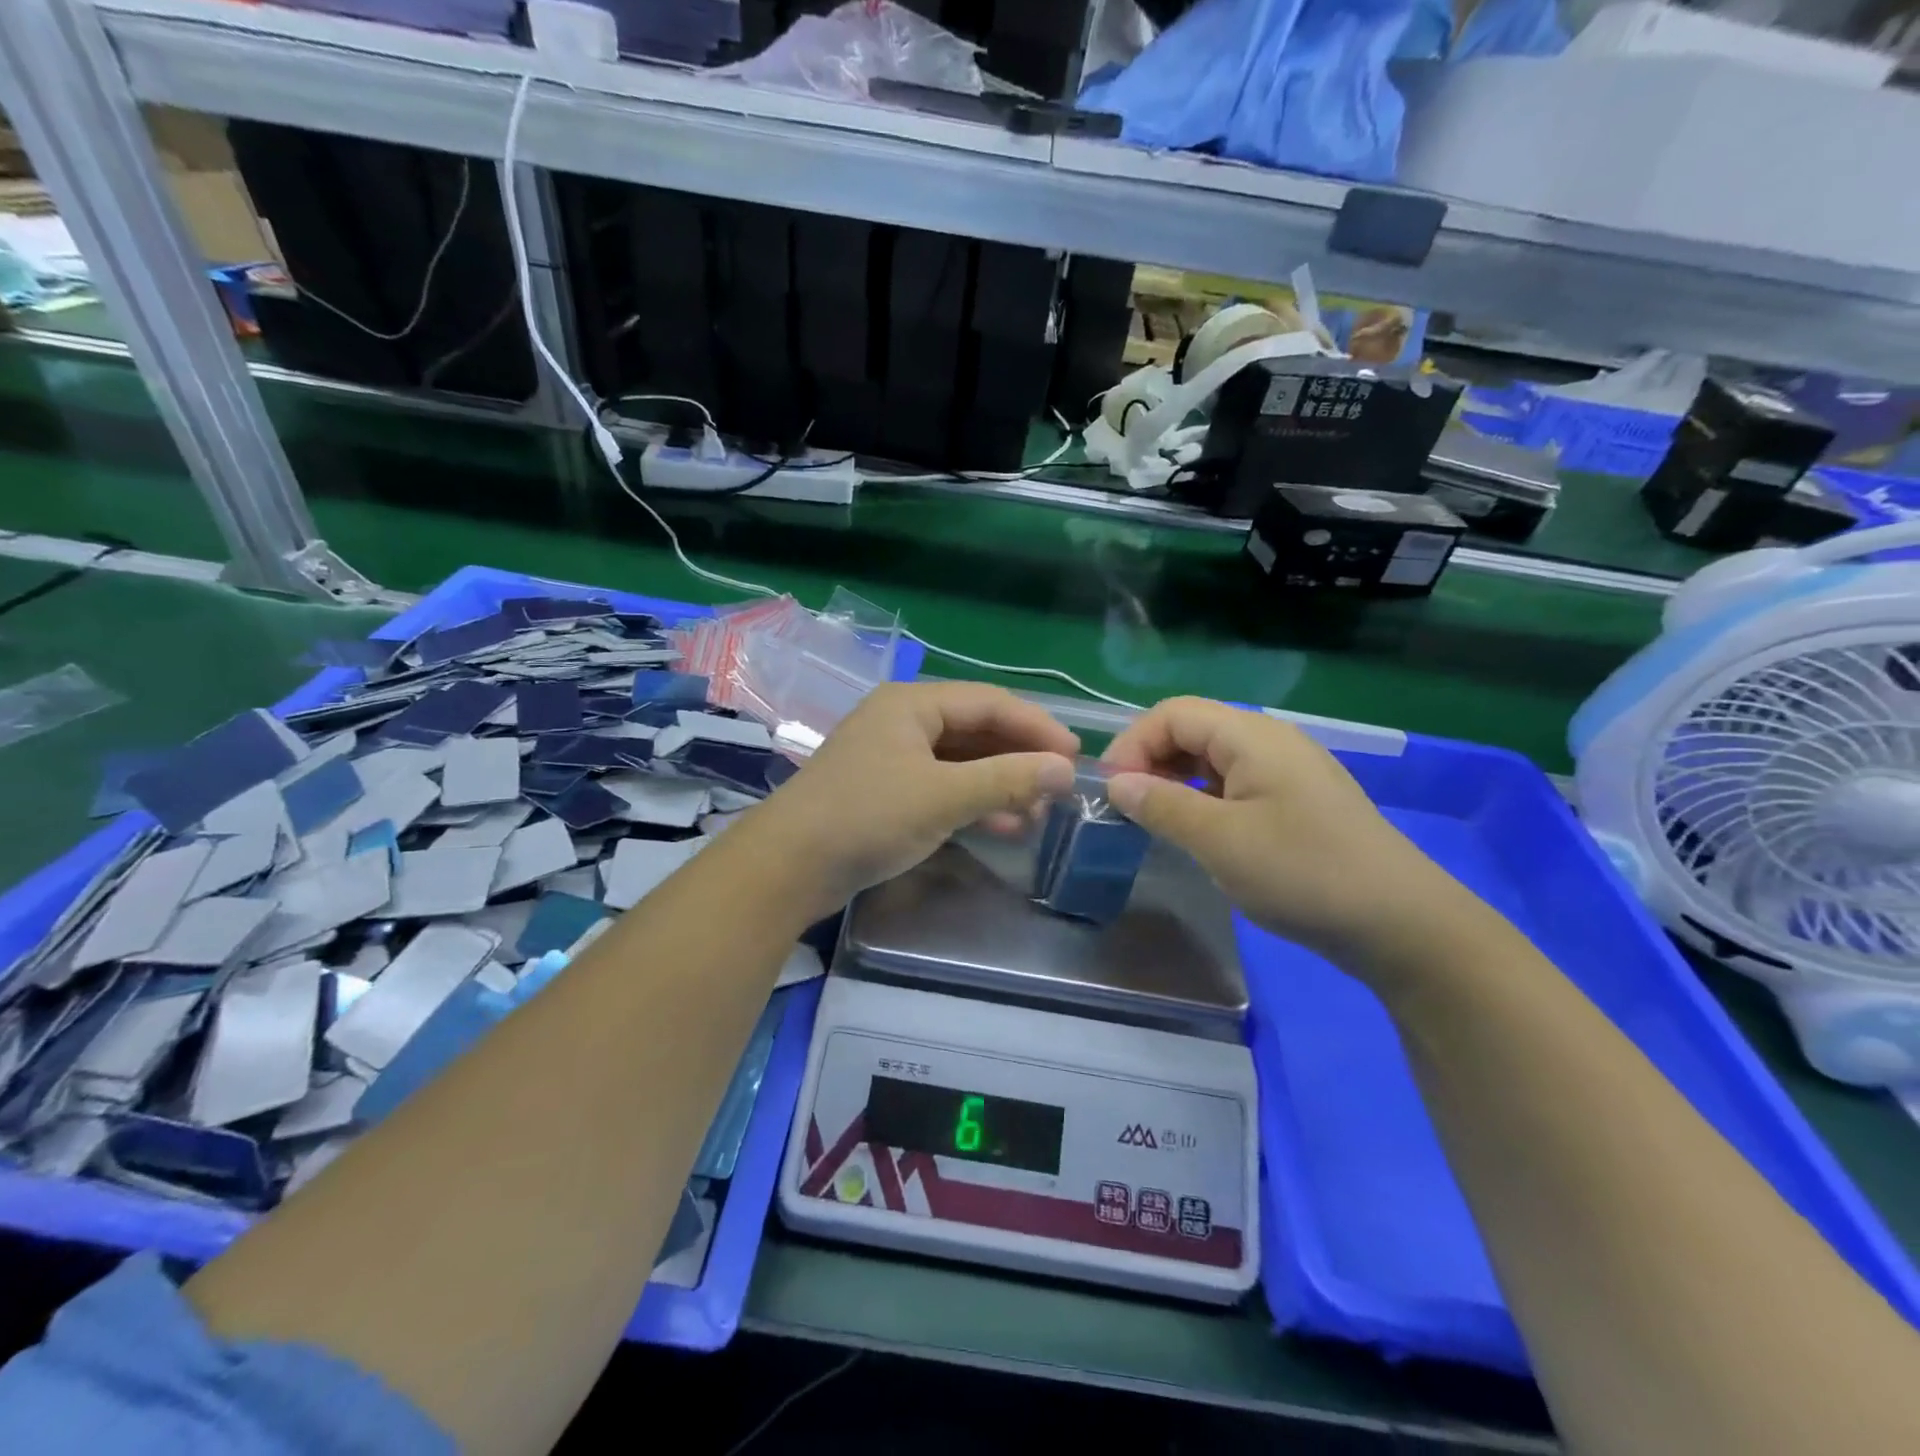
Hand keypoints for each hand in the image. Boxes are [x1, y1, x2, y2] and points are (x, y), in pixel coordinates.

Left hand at [760, 682, 1078, 915]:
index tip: (1076, 758)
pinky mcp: (887, 791)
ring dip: (1001, 783)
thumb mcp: (943, 796)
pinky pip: (943, 786)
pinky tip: (1004, 826)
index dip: (1038, 727)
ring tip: (1039, 813)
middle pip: (977, 730)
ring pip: (962, 761)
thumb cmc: (867, 817)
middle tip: (1061, 788)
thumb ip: (1007, 779)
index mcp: (912, 704)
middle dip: (1020, 758)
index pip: (991, 702)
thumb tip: (1067, 770)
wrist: (788, 867)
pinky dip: (975, 802)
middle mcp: (903, 721)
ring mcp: (893, 757)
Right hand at [1103, 697, 1468, 964]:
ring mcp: (1289, 771)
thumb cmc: (1303, 872)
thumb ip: (1162, 805)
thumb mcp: (1220, 840)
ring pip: (1214, 759)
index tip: (1109, 790)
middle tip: (1127, 808)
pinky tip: (1199, 832)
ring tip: (1155, 821)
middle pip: (1193, 730)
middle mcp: (1270, 741)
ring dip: (1176, 781)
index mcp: (1251, 736)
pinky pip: (1236, 784)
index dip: (1132, 744)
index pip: (1172, 713)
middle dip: (1151, 761)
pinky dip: (1204, 798)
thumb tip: (1116, 782)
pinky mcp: (1298, 801)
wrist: (1401, 923)